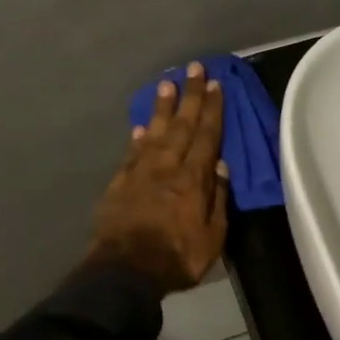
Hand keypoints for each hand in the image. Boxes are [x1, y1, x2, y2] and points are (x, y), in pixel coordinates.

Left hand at [87, 63, 228, 293]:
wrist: (125, 272)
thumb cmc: (177, 258)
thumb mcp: (212, 237)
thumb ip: (217, 199)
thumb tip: (220, 166)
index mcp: (193, 179)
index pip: (206, 136)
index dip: (212, 109)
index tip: (216, 85)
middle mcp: (167, 167)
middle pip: (181, 125)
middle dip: (190, 95)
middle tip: (195, 68)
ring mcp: (140, 173)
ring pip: (155, 131)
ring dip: (163, 106)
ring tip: (167, 82)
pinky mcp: (119, 183)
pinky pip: (132, 152)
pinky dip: (139, 136)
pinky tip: (143, 125)